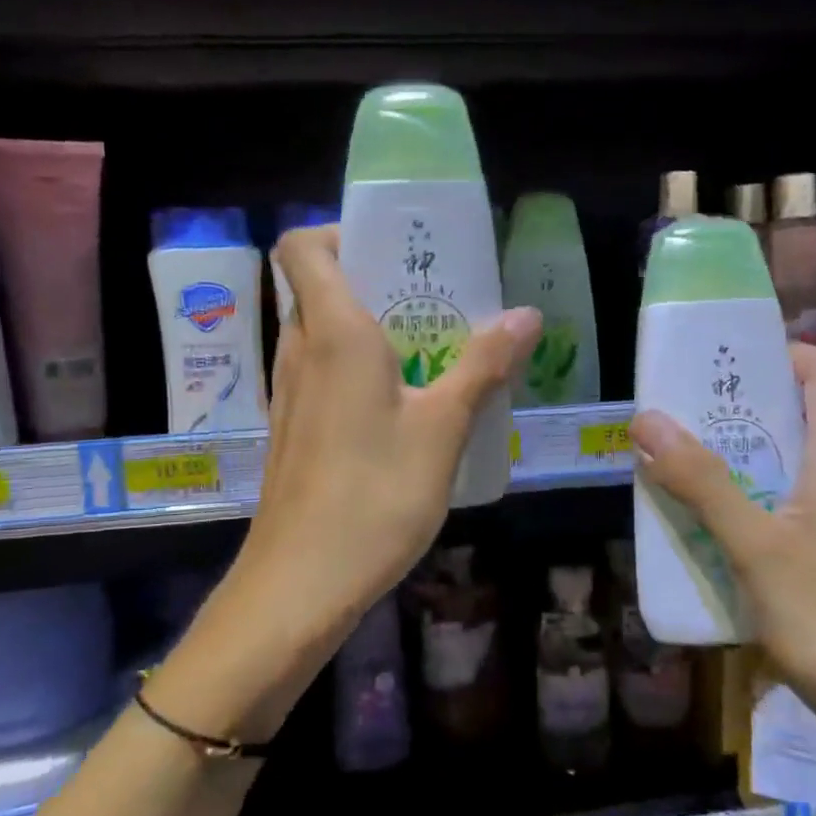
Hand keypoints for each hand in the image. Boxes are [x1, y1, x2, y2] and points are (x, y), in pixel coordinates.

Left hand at [242, 224, 540, 636]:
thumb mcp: (442, 429)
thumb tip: (525, 315)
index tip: (394, 249)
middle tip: (436, 298)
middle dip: (376, 281)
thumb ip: (483, 366)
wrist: (300, 583)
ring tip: (431, 348)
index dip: (340, 232)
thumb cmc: (374, 495)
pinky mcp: (292, 430)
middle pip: (321, 287)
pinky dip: (358, 369)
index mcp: (333, 332)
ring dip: (371, 328)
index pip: (304, 246)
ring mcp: (290, 393)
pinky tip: (404, 405)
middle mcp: (301, 351)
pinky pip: (323, 374)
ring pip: (323, 334)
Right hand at [628, 344, 815, 745]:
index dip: (777, 353)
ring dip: (748, 453)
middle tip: (686, 416)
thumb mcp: (754, 548)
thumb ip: (701, 482)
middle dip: (745, 406)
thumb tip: (647, 419)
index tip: (721, 365)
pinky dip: (762, 493)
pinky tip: (725, 525)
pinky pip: (804, 498)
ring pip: (802, 458)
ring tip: (692, 464)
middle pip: (808, 411)